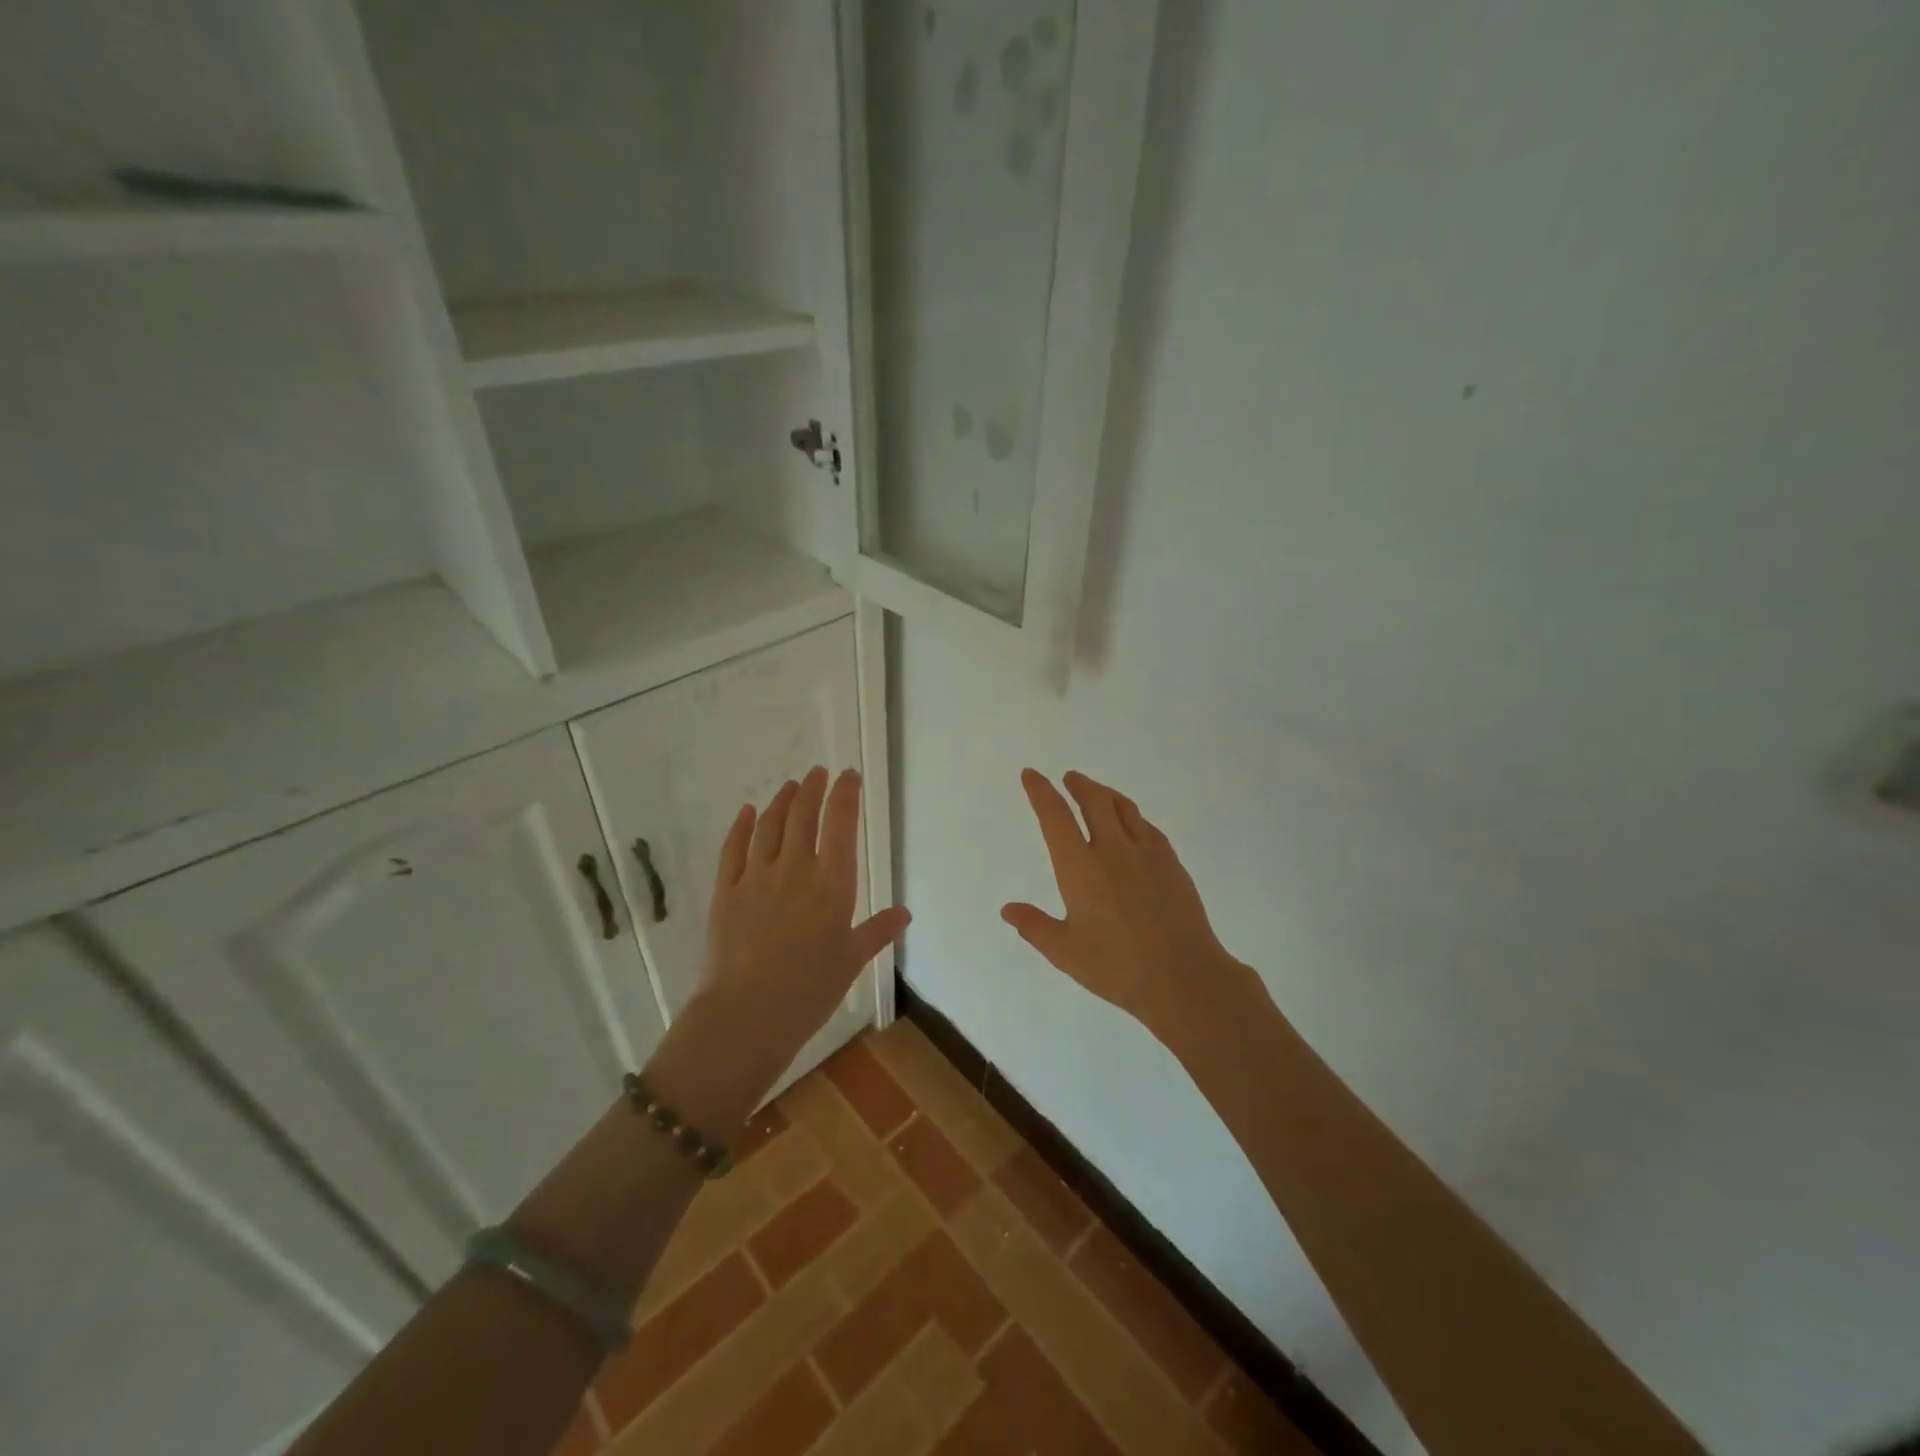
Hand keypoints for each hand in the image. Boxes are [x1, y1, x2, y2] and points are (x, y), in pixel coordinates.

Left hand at [653, 767, 909, 1128]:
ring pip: (770, 825)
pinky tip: (748, 812)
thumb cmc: (810, 990)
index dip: (845, 794)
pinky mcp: (726, 890)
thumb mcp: (851, 960)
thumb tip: (904, 914)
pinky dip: (742, 826)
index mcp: (832, 883)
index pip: (841, 824)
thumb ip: (877, 931)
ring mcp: (757, 876)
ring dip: (782, 800)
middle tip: (818, 772)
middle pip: (804, 815)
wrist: (748, 1014)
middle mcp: (796, 868)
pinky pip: (734, 848)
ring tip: (790, 786)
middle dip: (813, 788)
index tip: (849, 776)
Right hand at [1002, 769, 1256, 1045]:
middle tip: (1069, 778)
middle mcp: (1112, 849)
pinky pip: (1148, 827)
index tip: (1031, 775)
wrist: (1184, 977)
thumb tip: (1008, 909)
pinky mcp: (1172, 863)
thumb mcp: (1065, 953)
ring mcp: (1146, 853)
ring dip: (1106, 794)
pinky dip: (1133, 817)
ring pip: (1124, 808)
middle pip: (1094, 801)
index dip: (1040, 792)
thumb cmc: (1117, 968)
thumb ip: (1035, 927)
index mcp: (1079, 867)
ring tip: (1098, 793)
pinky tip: (1134, 825)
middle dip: (1078, 785)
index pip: (1055, 816)